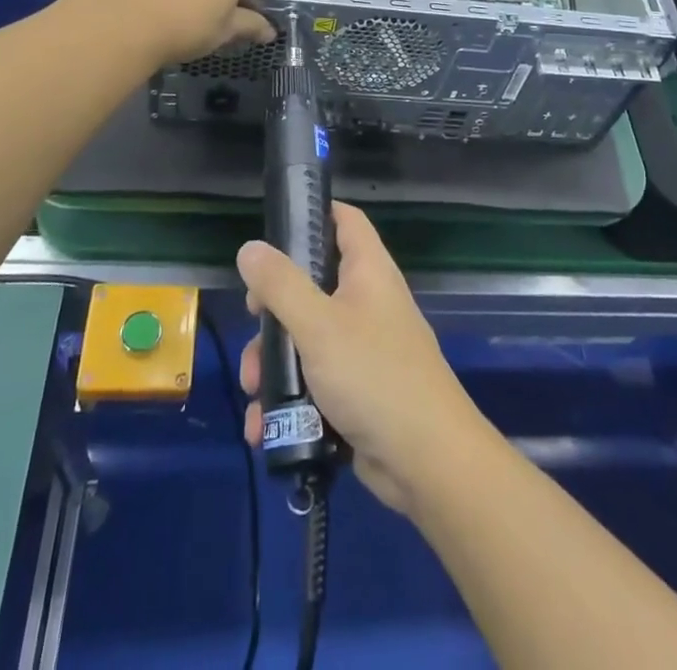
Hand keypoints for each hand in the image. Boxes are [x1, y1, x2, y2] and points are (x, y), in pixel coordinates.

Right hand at [238, 203, 488, 516]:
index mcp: (368, 270)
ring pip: (307, 339)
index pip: (345, 220)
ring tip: (252, 391)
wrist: (426, 460)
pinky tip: (263, 427)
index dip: (314, 214)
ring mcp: (364, 348)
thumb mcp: (318, 324)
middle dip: (275, 309)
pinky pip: (314, 383)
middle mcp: (368, 301)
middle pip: (313, 285)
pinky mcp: (357, 392)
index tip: (276, 229)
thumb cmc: (373, 374)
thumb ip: (280, 285)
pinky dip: (288, 400)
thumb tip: (250, 247)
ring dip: (274, 363)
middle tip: (253, 323)